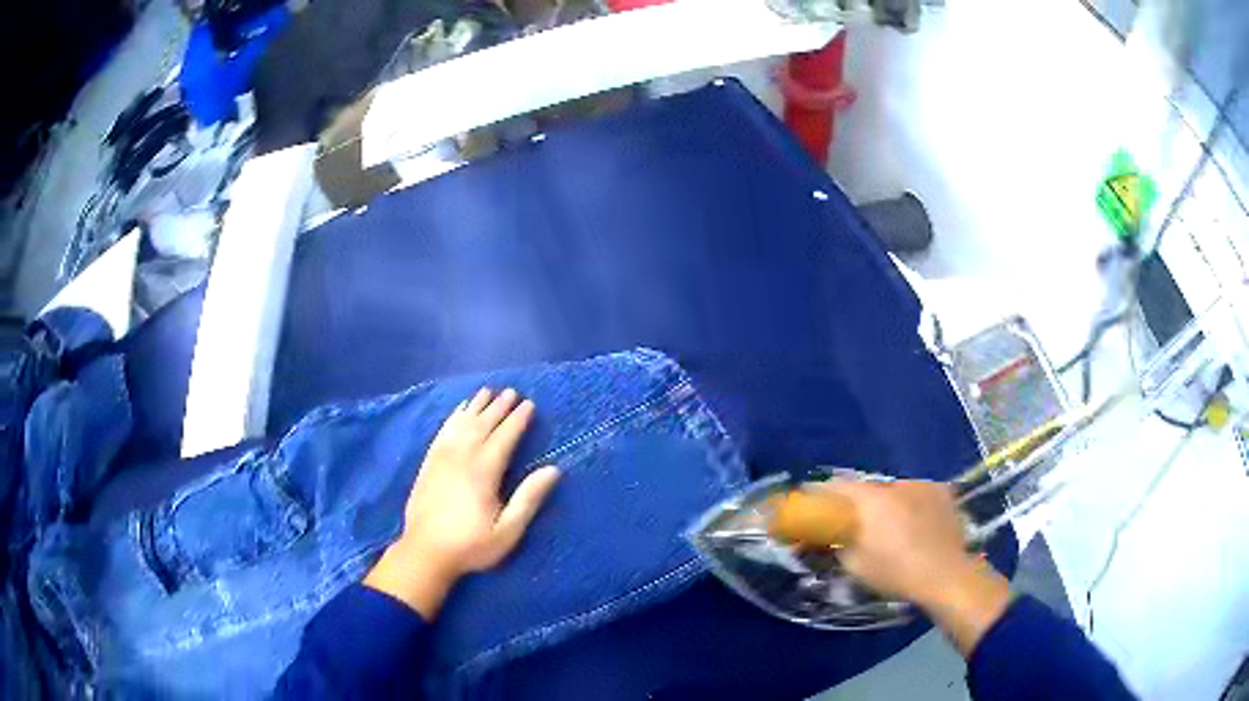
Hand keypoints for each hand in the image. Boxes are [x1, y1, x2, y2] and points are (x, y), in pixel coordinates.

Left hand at [365, 388, 561, 618]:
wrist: (425, 552)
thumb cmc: (471, 545)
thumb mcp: (508, 531)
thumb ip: (529, 498)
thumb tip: (554, 469)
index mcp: (484, 472)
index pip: (504, 437)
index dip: (518, 420)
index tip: (530, 404)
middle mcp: (462, 457)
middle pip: (483, 424)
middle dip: (499, 407)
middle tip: (512, 391)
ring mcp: (442, 458)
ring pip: (462, 423)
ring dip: (476, 406)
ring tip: (488, 391)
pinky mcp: (428, 463)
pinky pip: (443, 431)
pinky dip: (453, 417)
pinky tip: (459, 410)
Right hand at [819, 480, 1010, 655]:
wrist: (945, 574)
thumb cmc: (894, 571)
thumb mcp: (854, 565)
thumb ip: (836, 545)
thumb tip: (824, 539)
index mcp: (869, 498)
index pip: (836, 485)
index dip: (821, 495)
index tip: (814, 507)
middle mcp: (894, 483)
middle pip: (867, 488)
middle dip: (858, 503)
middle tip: (855, 525)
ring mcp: (922, 485)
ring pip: (894, 491)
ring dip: (886, 504)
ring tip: (891, 528)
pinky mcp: (942, 492)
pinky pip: (917, 495)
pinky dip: (911, 505)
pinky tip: (916, 525)